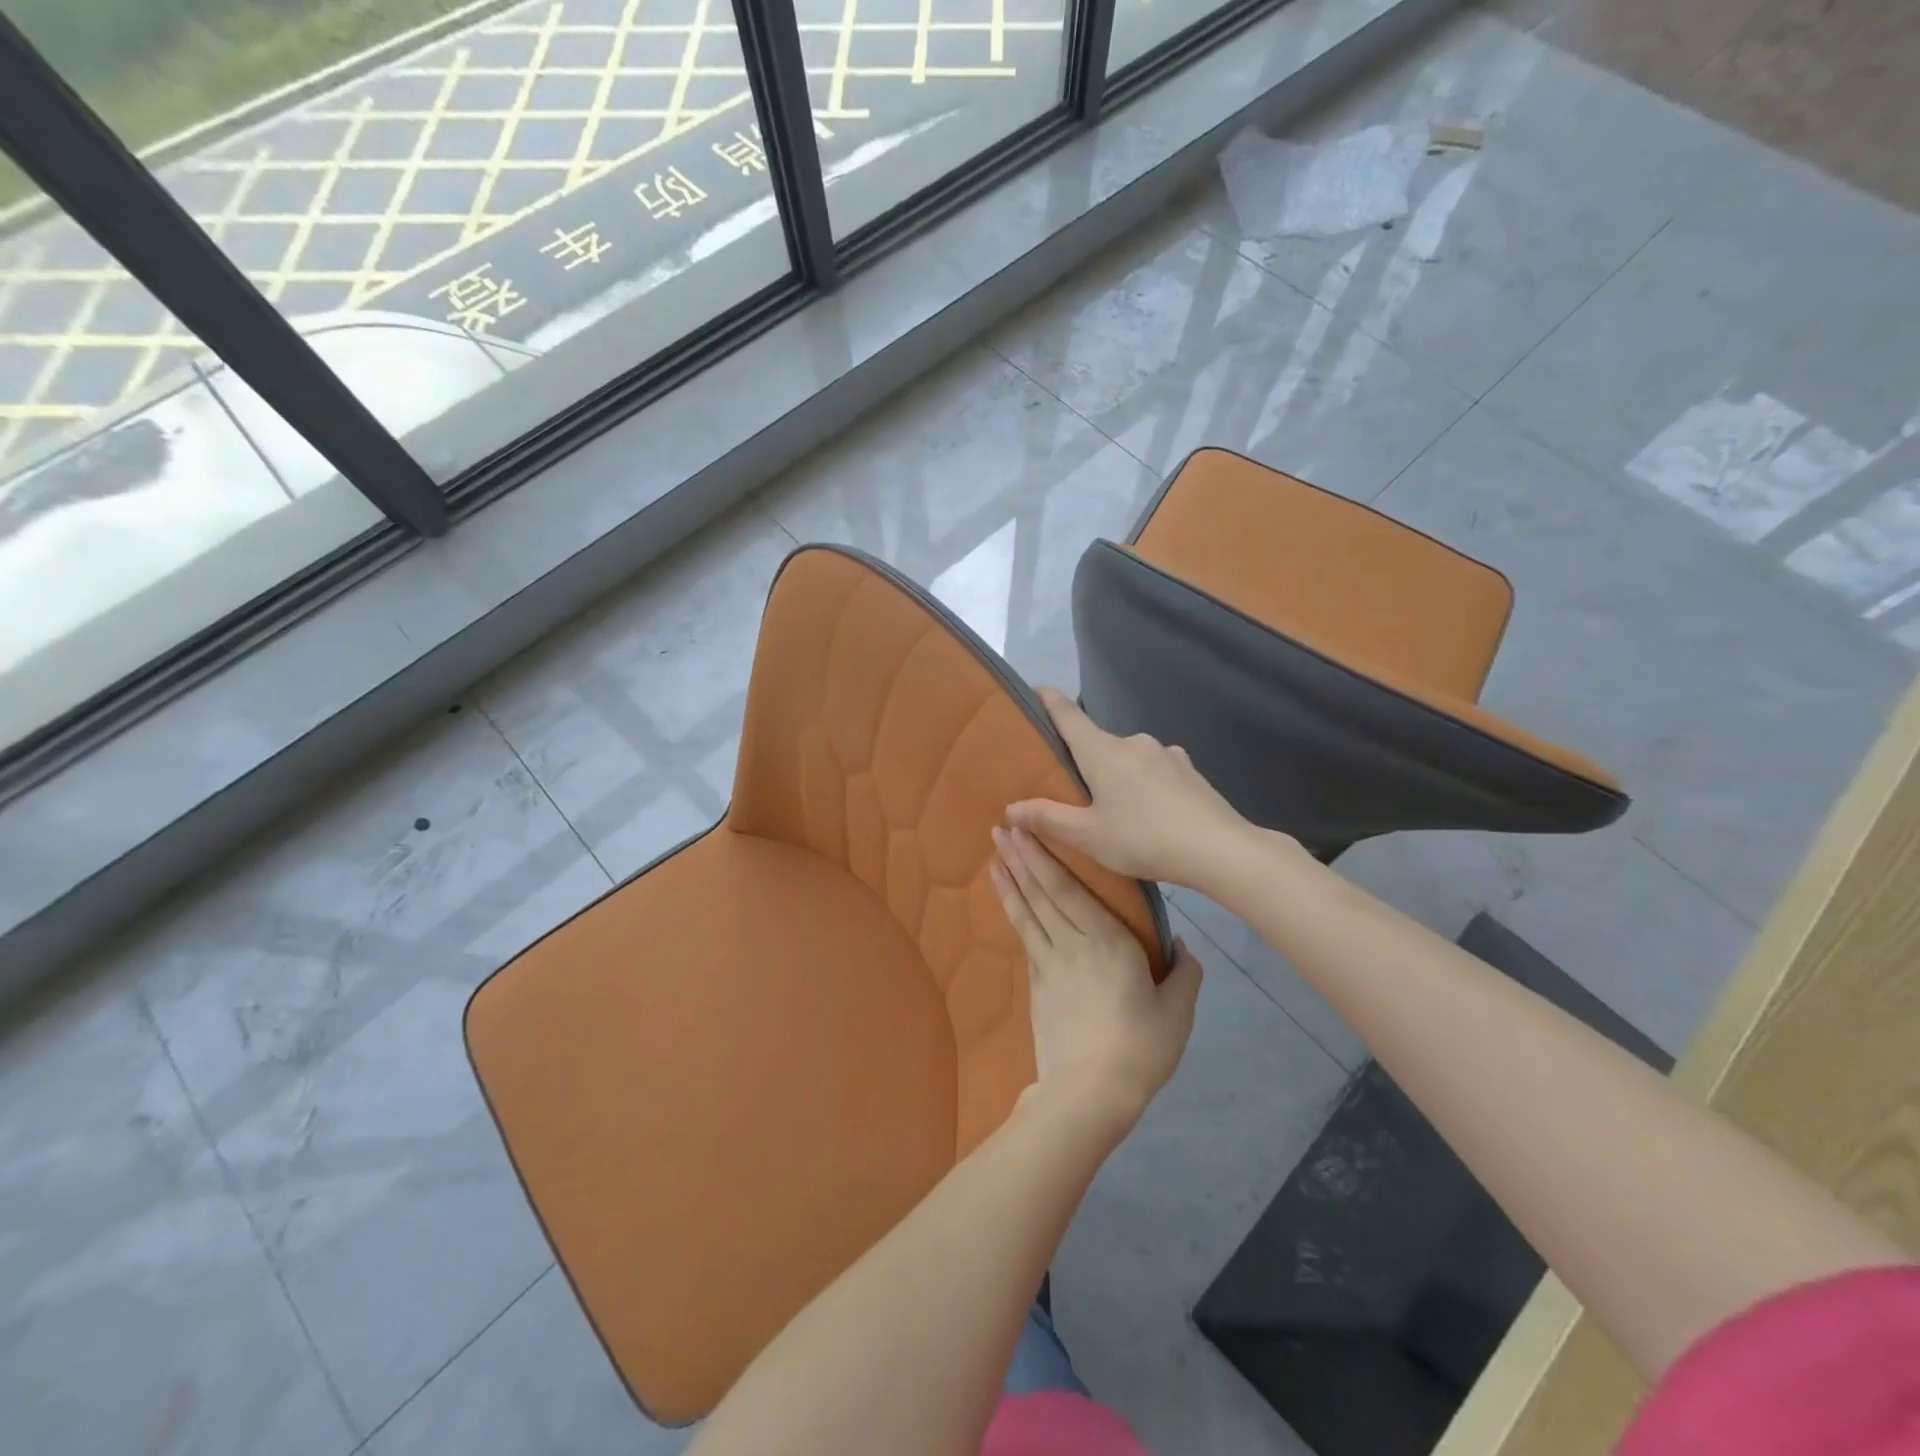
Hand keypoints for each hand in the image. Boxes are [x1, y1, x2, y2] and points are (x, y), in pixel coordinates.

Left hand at [991, 825, 1201, 1135]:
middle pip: (1042, 894)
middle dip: (1020, 859)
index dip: (1046, 858)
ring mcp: (1048, 965)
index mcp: (1108, 942)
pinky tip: (1009, 904)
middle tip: (1000, 830)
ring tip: (994, 857)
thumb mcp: (1177, 1012)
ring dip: (1010, 883)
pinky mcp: (1035, 987)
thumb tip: (1181, 945)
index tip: (1026, 831)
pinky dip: (1014, 915)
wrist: (1089, 1094)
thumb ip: (1183, 973)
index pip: (1070, 889)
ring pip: (1027, 913)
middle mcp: (1072, 944)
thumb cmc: (1140, 1048)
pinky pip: (1025, 940)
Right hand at [1009, 686, 1258, 886]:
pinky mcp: (1189, 772)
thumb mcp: (1088, 836)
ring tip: (1115, 811)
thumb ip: (1048, 818)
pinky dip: (1144, 786)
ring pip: (1128, 760)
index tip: (1035, 689)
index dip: (1048, 700)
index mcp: (1103, 751)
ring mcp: (1166, 754)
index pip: (1068, 714)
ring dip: (1117, 776)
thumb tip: (1011, 806)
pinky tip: (1150, 814)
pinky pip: (1155, 772)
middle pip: (1097, 743)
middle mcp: (1134, 742)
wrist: (1220, 850)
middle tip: (1072, 791)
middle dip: (1083, 761)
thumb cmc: (1144, 838)